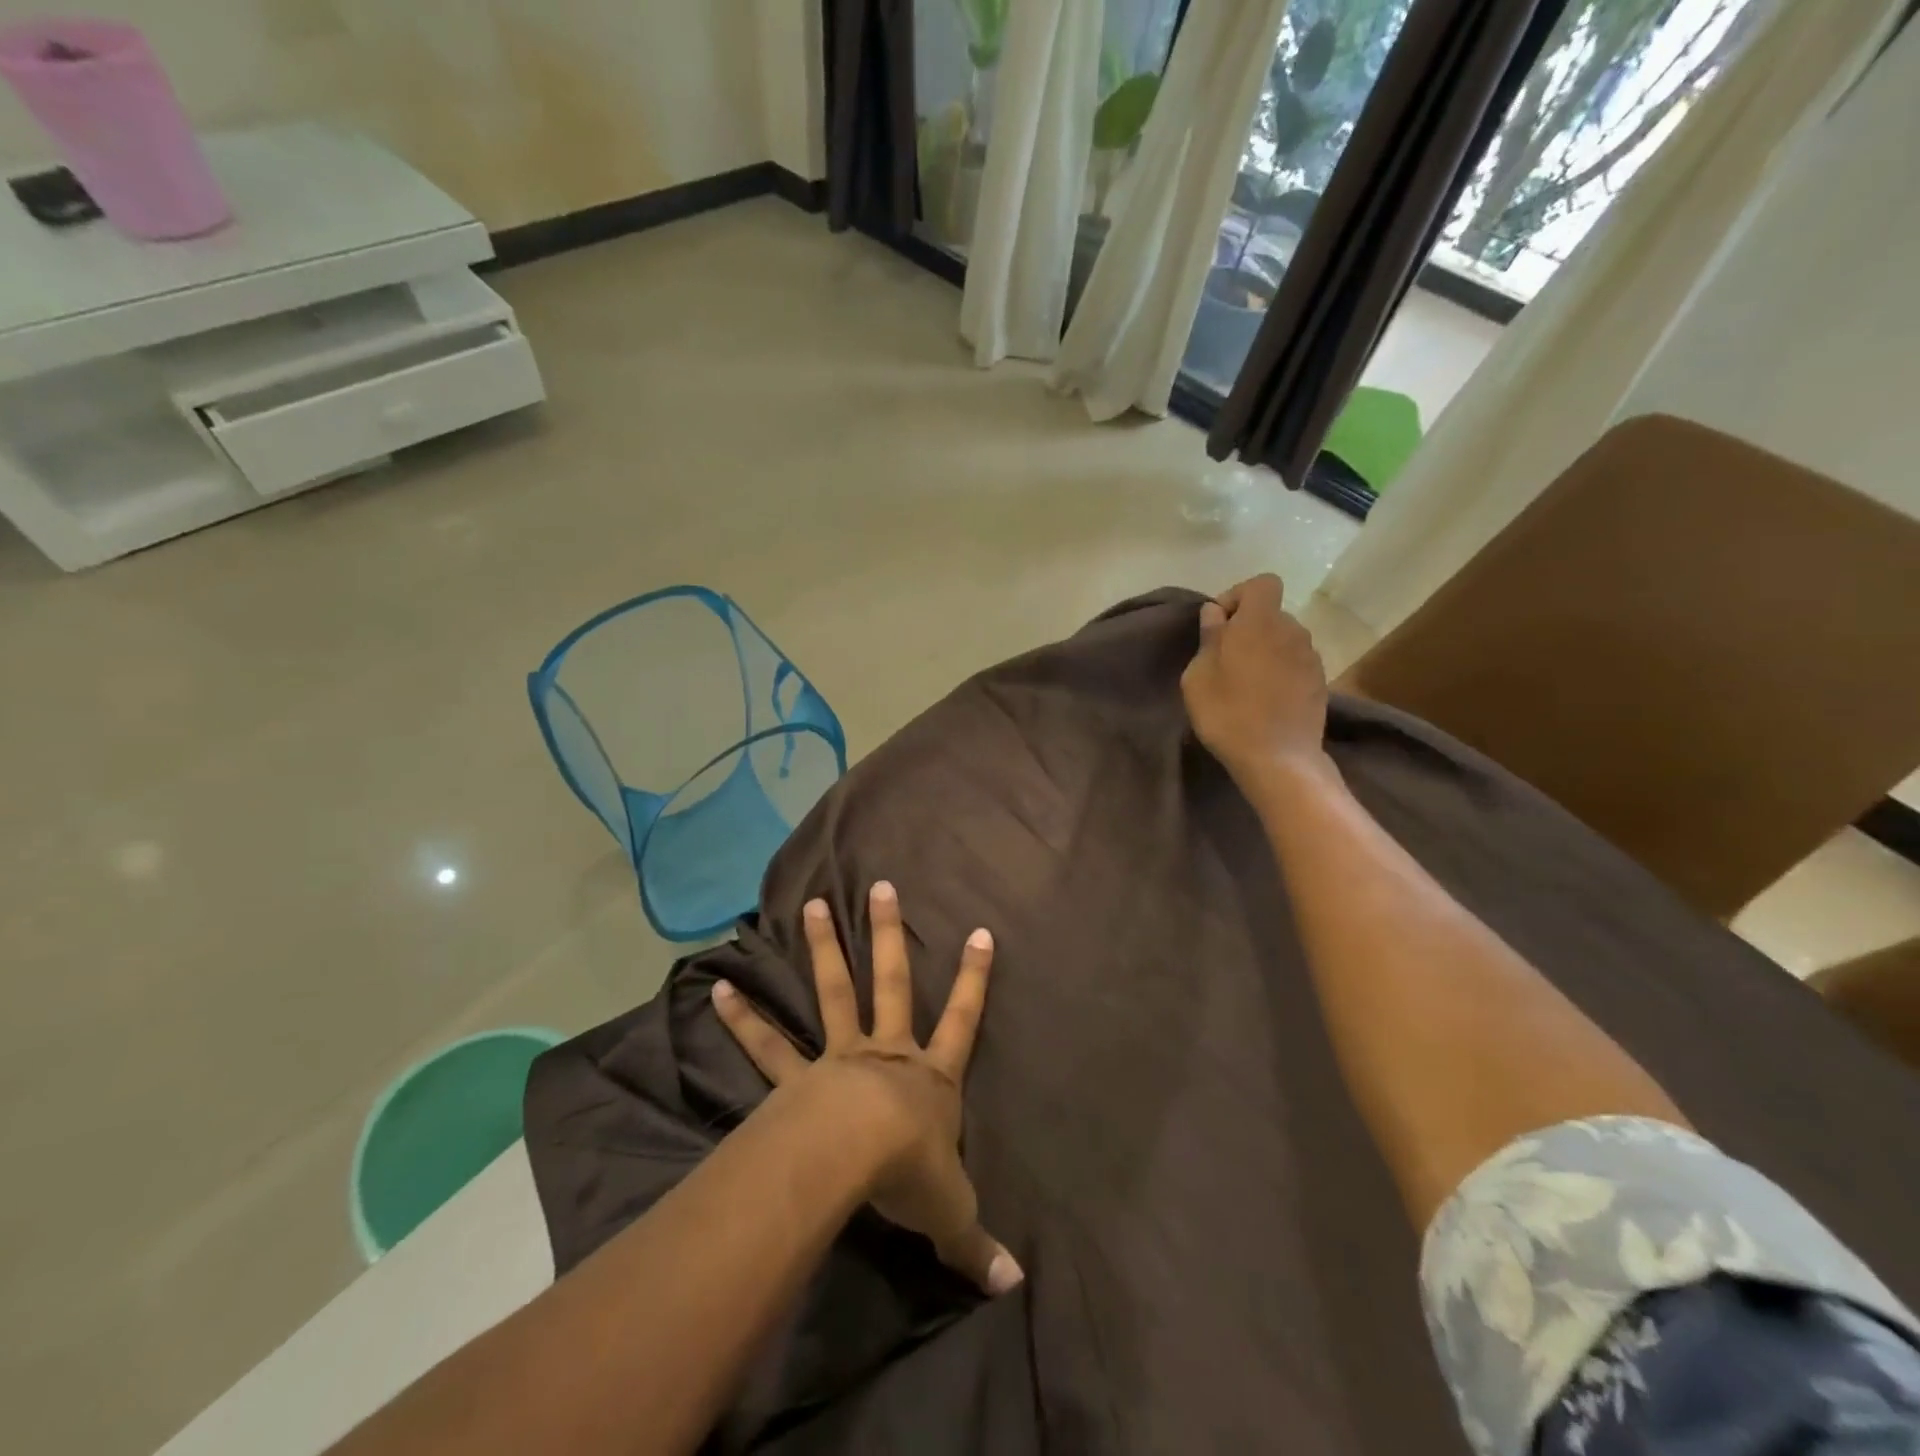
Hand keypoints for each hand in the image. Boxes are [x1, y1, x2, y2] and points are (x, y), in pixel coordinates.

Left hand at [710, 882, 1021, 1295]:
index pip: (963, 1019)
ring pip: (834, 992)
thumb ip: (976, 1242)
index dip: (974, 979)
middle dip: (888, 934)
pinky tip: (718, 990)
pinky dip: (744, 1020)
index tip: (980, 933)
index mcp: (930, 1077)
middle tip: (880, 886)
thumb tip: (1015, 1287)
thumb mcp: (951, 1211)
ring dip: (823, 948)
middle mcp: (888, 1052)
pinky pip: (769, 1046)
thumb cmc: (911, 1173)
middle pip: (892, 981)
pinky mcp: (798, 1078)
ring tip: (811, 905)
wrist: (856, 1158)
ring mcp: (840, 1056)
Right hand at [1181, 574, 1333, 791]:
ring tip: (1246, 683)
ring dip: (1265, 651)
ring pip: (1284, 640)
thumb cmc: (1227, 712)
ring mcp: (1311, 657)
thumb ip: (1209, 637)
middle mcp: (1292, 630)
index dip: (1238, 596)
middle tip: (1225, 659)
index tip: (1219, 625)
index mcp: (1260, 621)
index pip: (1261, 583)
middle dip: (1248, 628)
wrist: (1278, 758)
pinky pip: (1295, 664)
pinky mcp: (1320, 682)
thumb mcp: (1198, 675)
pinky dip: (1280, 672)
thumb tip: (1216, 614)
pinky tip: (1266, 700)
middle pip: (1271, 614)